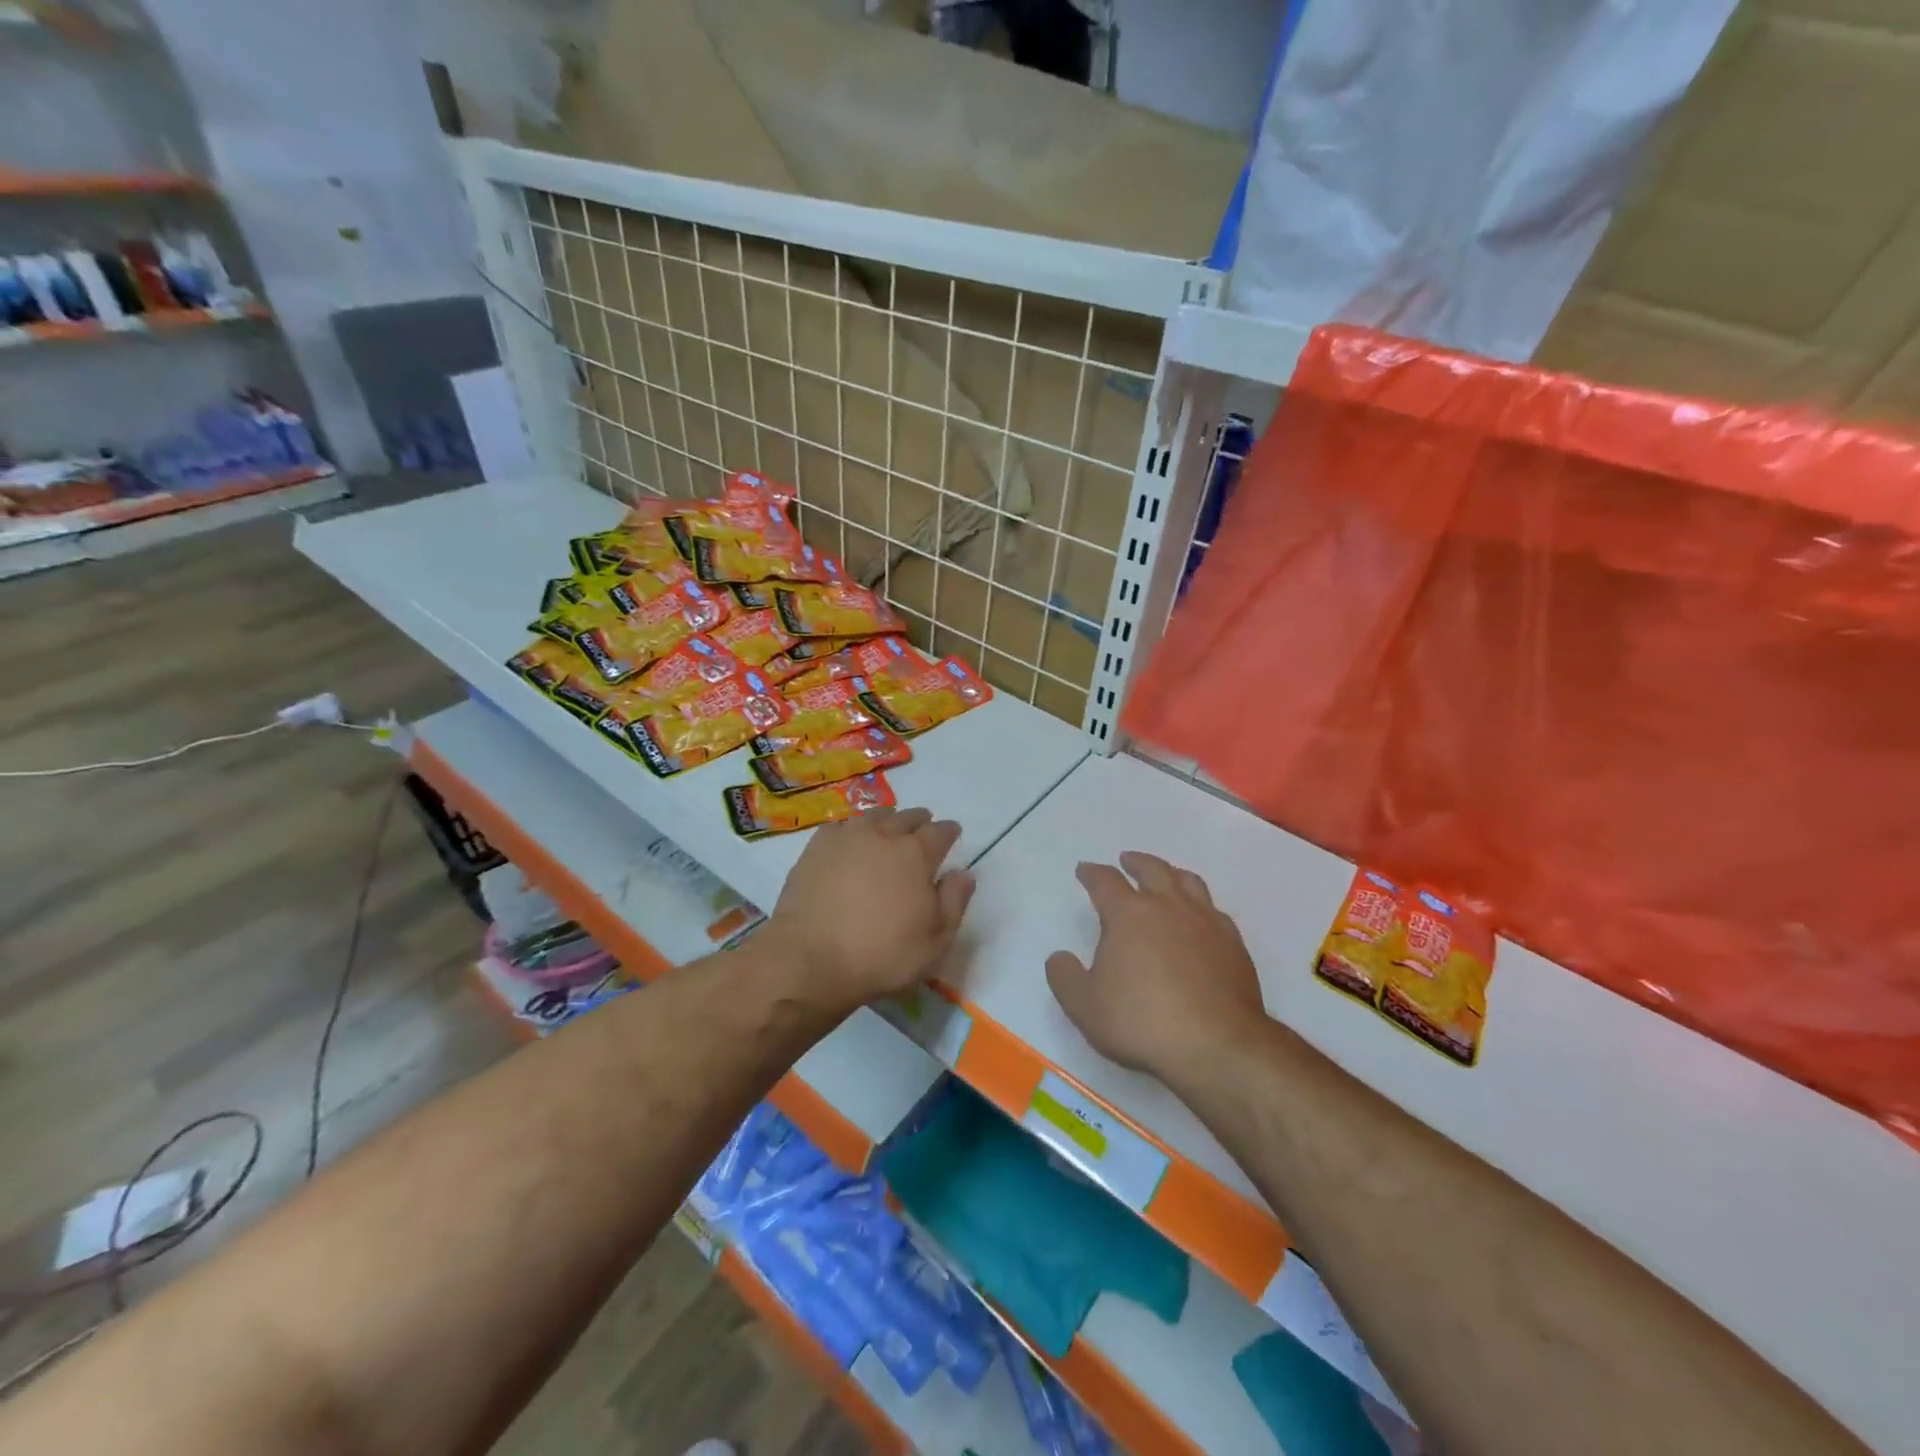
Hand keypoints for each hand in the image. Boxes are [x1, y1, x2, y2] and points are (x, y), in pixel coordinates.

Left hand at [765, 806, 974, 1012]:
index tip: (952, 833)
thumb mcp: (935, 941)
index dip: (949, 831)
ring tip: (888, 828)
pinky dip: (852, 829)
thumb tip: (964, 873)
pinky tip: (850, 840)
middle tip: (923, 828)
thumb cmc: (881, 955)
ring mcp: (847, 837)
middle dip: (920, 821)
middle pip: (907, 817)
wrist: (810, 959)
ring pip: (874, 816)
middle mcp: (883, 836)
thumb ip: (954, 902)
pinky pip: (841, 826)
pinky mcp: (816, 847)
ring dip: (887, 819)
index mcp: (916, 854)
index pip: (940, 832)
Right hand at [1047, 851, 1267, 1084]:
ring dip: (1171, 873)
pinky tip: (1199, 917)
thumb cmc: (1142, 1022)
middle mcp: (1168, 907)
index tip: (1084, 870)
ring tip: (1165, 875)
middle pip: (1152, 869)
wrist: (1216, 1046)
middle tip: (1127, 860)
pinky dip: (1200, 904)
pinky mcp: (1233, 944)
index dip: (1092, 873)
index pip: (1105, 881)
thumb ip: (1064, 977)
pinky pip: (1214, 910)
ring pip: (1188, 882)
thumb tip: (1059, 956)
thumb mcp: (1084, 1006)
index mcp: (1128, 914)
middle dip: (1135, 862)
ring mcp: (1205, 922)